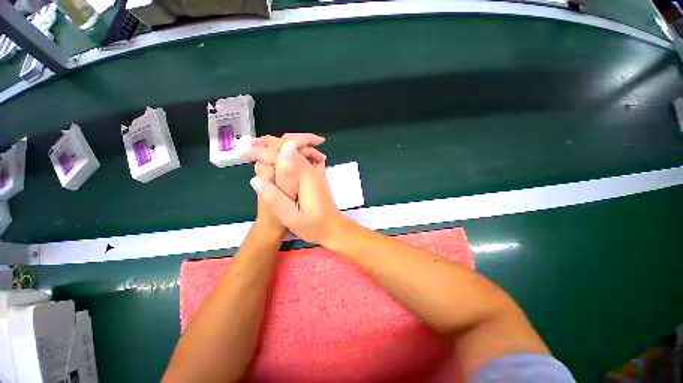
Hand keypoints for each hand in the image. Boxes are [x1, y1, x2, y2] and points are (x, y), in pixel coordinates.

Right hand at [249, 141, 345, 244]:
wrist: (334, 227)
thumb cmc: (314, 226)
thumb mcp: (292, 218)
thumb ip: (275, 199)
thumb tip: (256, 179)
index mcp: (306, 177)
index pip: (284, 154)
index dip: (262, 152)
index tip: (245, 155)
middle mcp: (312, 170)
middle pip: (293, 146)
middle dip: (270, 143)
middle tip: (250, 148)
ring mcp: (316, 171)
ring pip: (298, 149)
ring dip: (279, 145)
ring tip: (260, 147)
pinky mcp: (316, 175)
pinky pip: (302, 157)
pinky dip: (289, 153)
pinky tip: (280, 158)